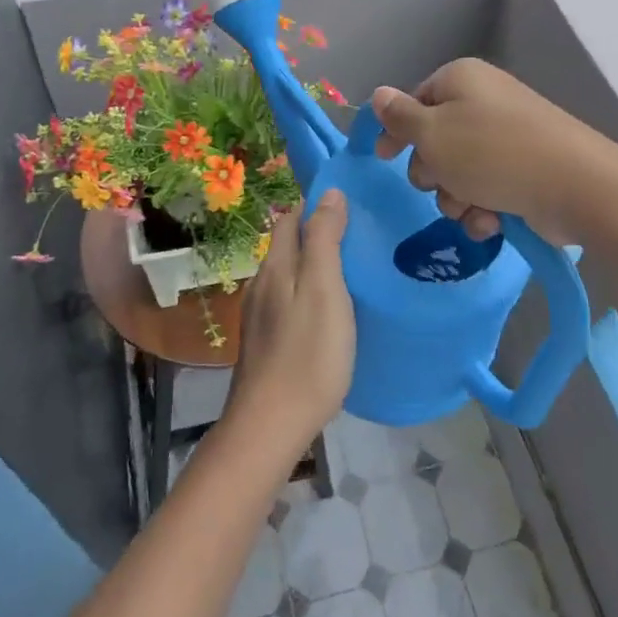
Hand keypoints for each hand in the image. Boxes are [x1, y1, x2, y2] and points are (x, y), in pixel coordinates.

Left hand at [226, 191, 354, 456]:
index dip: (316, 206)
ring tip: (349, 272)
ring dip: (312, 265)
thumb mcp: (325, 289)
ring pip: (287, 275)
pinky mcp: (265, 341)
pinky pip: (287, 301)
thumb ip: (324, 239)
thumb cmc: (307, 354)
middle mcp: (262, 283)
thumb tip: (329, 192)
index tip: (350, 205)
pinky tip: (326, 312)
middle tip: (357, 237)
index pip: (292, 218)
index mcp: (277, 266)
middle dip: (316, 233)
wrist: (270, 424)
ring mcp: (260, 315)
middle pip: (288, 245)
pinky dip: (306, 293)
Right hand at [372, 58, 608, 244]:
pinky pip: (487, 189)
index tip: (384, 159)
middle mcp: (483, 102)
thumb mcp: (432, 134)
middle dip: (432, 171)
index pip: (414, 101)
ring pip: (458, 172)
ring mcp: (507, 137)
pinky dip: (483, 208)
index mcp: (460, 80)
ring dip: (456, 196)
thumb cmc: (491, 153)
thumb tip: (379, 94)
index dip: (397, 131)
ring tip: (472, 207)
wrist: (575, 185)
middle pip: (434, 140)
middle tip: (441, 182)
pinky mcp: (525, 169)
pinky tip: (492, 221)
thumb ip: (399, 117)